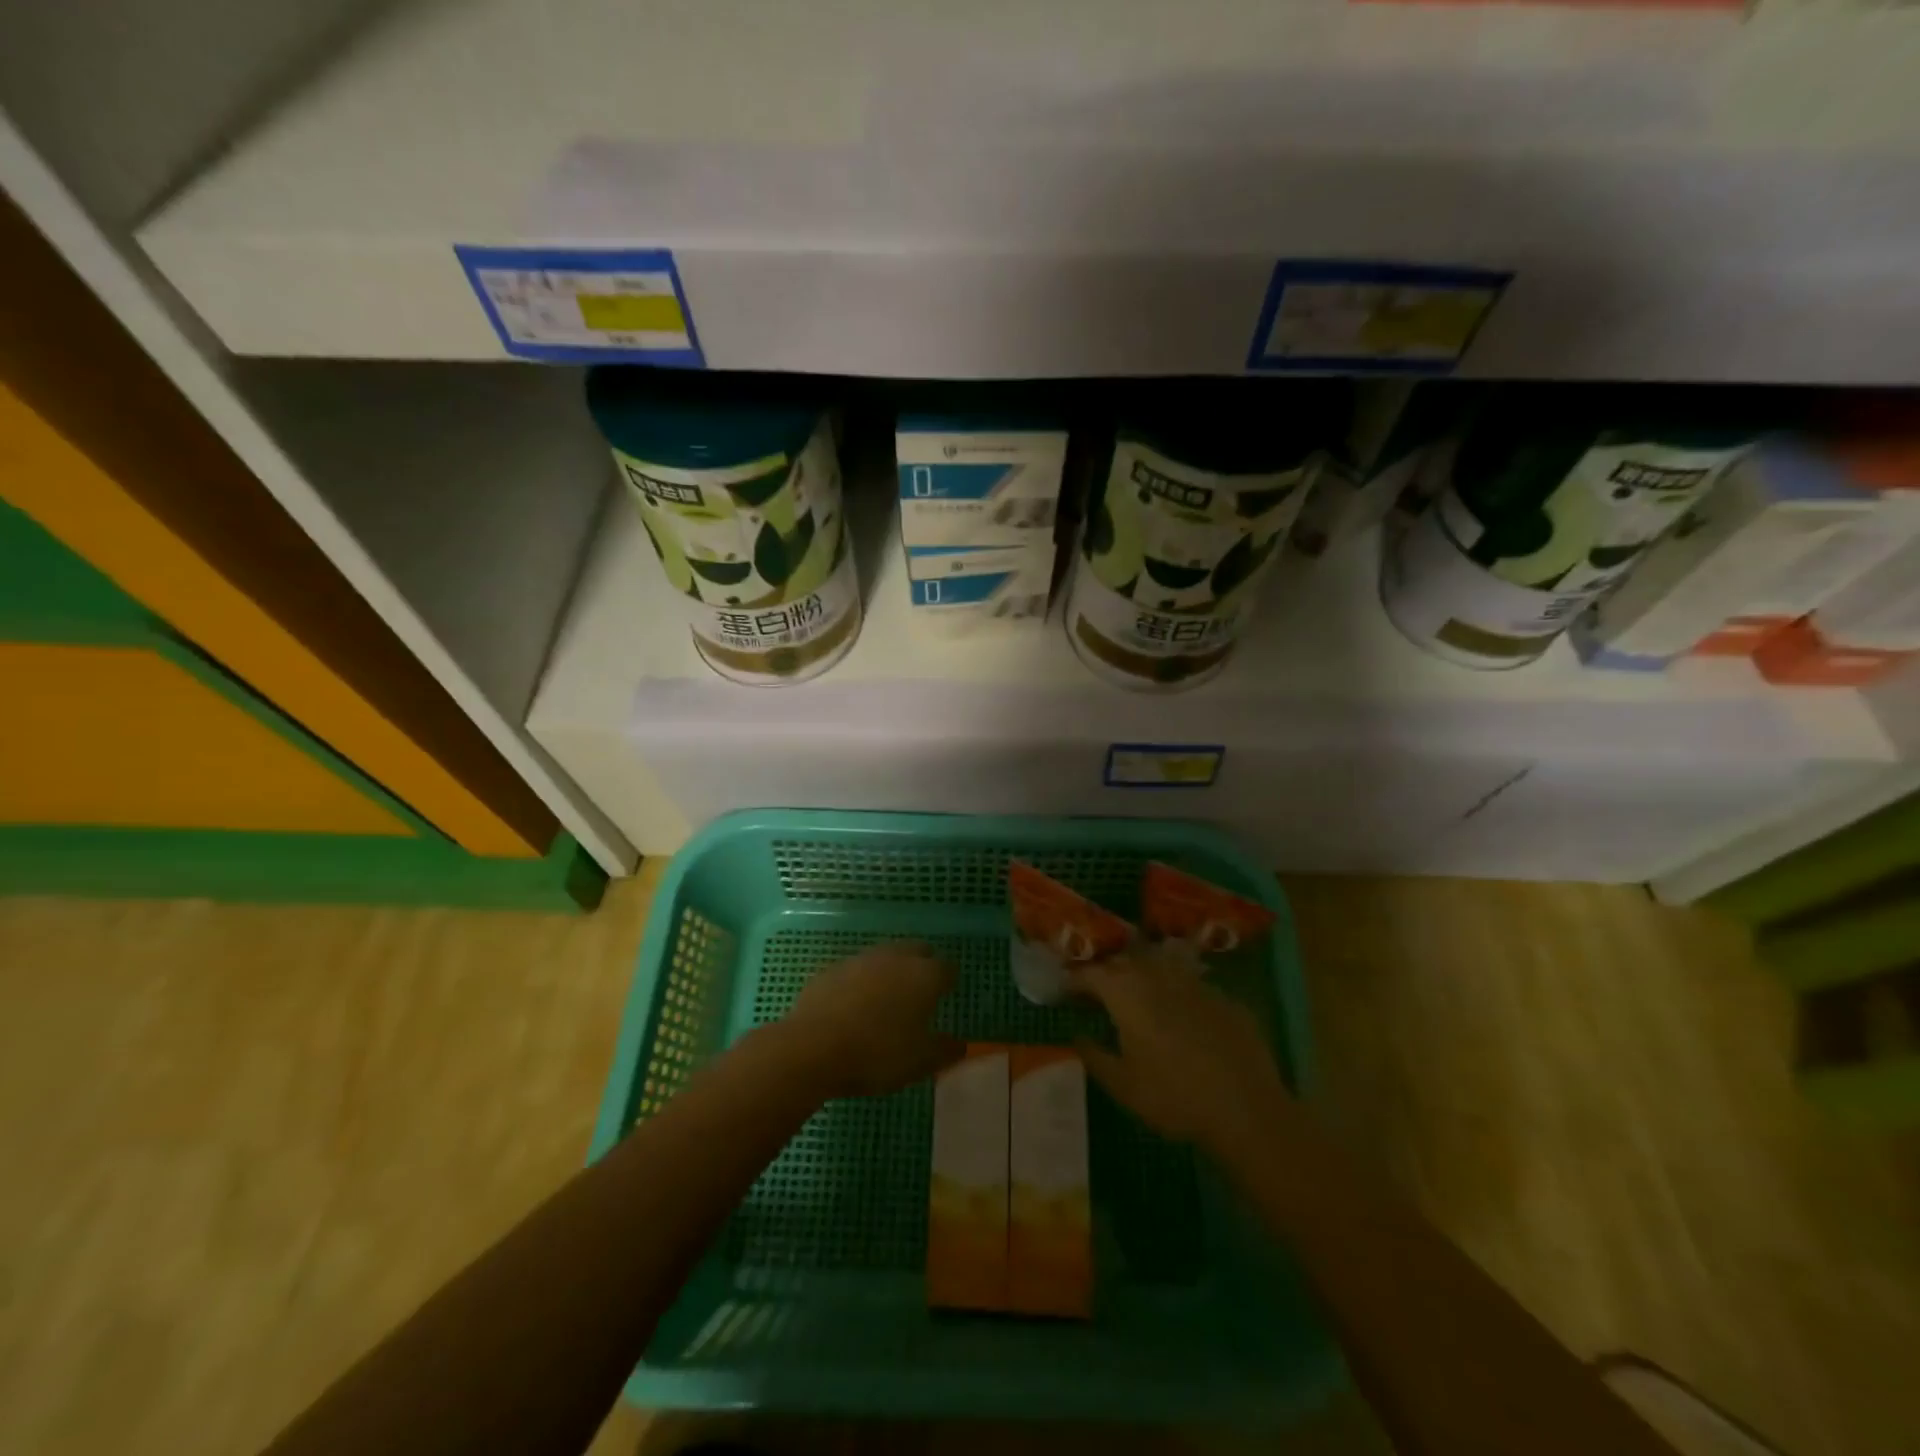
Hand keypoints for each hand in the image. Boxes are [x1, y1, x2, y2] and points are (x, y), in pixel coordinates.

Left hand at [779, 941, 963, 1097]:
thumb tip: (960, 1044)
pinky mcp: (832, 968)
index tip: (945, 997)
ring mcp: (861, 959)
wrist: (812, 1048)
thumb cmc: (877, 1054)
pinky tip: (855, 1005)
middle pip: (917, 951)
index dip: (948, 982)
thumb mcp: (920, 1062)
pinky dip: (861, 982)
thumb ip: (945, 1050)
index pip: (947, 968)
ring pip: (885, 957)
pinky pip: (856, 970)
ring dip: (890, 971)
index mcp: (924, 975)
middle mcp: (896, 957)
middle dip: (922, 966)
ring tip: (887, 999)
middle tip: (920, 993)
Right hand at [1070, 949, 1291, 1150]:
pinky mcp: (1224, 996)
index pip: (1092, 973)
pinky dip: (1175, 991)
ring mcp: (1194, 982)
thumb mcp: (1123, 1086)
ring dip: (1141, 974)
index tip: (1065, 988)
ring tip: (1135, 994)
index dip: (1075, 978)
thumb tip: (1076, 1036)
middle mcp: (1158, 976)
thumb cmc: (1174, 1098)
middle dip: (1107, 972)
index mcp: (1127, 993)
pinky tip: (1178, 1013)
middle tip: (1096, 991)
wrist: (1246, 1109)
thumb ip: (1094, 1056)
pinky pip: (1190, 983)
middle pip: (1124, 961)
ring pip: (1159, 965)